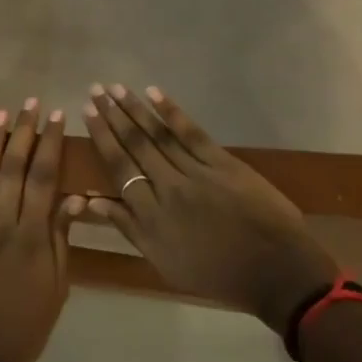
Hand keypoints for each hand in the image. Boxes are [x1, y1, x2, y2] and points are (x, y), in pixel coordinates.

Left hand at [0, 99, 79, 361]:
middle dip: (24, 133)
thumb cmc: (26, 326)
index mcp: (34, 237)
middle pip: (14, 169)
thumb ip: (62, 240)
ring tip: (1, 115)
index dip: (51, 144)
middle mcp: (3, 225)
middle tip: (30, 104)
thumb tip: (74, 198)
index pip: (45, 179)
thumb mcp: (57, 288)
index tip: (57, 117)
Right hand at [82, 85, 337, 333]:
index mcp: (151, 216)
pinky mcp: (223, 163)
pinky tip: (154, 94)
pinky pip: (192, 134)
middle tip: (96, 89)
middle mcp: (168, 188)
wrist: (275, 271)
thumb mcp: (163, 262)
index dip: (102, 138)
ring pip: (159, 135)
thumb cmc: (216, 274)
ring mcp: (197, 173)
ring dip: (135, 109)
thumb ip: (128, 228)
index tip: (87, 113)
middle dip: (113, 115)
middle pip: (135, 145)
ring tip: (117, 88)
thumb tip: (92, 201)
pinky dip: (172, 112)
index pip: (119, 168)